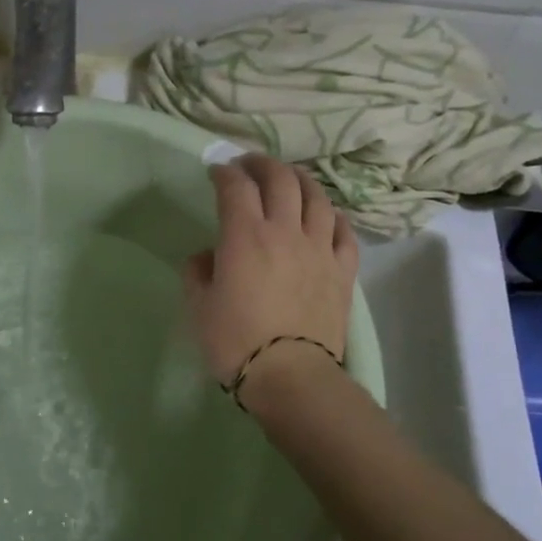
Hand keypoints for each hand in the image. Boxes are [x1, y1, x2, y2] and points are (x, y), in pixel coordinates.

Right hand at [183, 155, 359, 387]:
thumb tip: (207, 256)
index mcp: (244, 236)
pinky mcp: (342, 269)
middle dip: (262, 164)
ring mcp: (319, 248)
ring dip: (300, 180)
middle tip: (249, 166)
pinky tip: (325, 215)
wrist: (291, 376)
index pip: (235, 187)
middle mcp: (284, 231)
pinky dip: (332, 215)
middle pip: (280, 179)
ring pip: (316, 197)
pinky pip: (344, 230)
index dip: (224, 172)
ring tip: (289, 180)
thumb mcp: (199, 307)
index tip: (215, 172)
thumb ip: (198, 272)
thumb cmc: (235, 341)